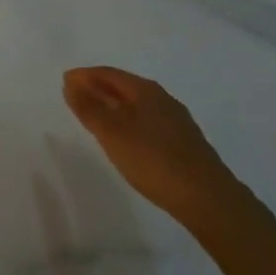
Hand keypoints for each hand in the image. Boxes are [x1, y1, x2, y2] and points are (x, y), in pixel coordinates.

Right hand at [63, 66, 257, 233]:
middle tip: (77, 96)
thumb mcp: (113, 134)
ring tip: (98, 117)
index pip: (108, 73)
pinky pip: (149, 122)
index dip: (85, 76)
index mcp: (145, 89)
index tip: (65, 81)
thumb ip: (89, 109)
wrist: (210, 200)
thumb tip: (71, 84)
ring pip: (138, 105)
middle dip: (99, 89)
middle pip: (123, 87)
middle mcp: (162, 98)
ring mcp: (177, 121)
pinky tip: (128, 139)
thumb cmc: (155, 161)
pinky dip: (130, 122)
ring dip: (115, 106)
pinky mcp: (186, 144)